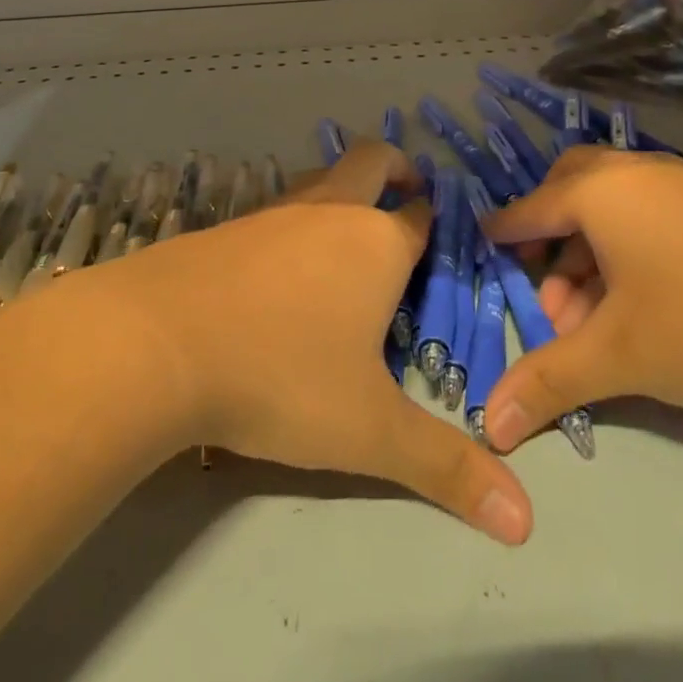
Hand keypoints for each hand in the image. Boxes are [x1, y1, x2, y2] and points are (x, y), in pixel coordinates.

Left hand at [88, 142, 533, 544]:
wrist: (157, 342)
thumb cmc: (280, 376)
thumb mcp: (368, 430)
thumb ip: (445, 468)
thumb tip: (525, 522)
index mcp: (376, 243)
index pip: (421, 214)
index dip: (435, 219)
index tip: (442, 232)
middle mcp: (330, 212)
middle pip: (371, 159)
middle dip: (395, 167)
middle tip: (406, 192)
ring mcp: (274, 213)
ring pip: (321, 178)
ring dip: (341, 189)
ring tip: (348, 230)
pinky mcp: (229, 226)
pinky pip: (277, 208)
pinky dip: (294, 218)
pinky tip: (281, 264)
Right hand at [481, 147, 682, 450]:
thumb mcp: (624, 357)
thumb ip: (549, 383)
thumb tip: (487, 428)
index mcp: (598, 192)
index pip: (527, 211)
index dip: (502, 240)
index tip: (484, 259)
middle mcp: (632, 172)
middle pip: (567, 192)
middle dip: (547, 240)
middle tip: (548, 295)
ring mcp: (679, 182)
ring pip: (611, 206)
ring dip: (589, 252)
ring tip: (597, 318)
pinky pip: (648, 213)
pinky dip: (627, 247)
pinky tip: (645, 300)